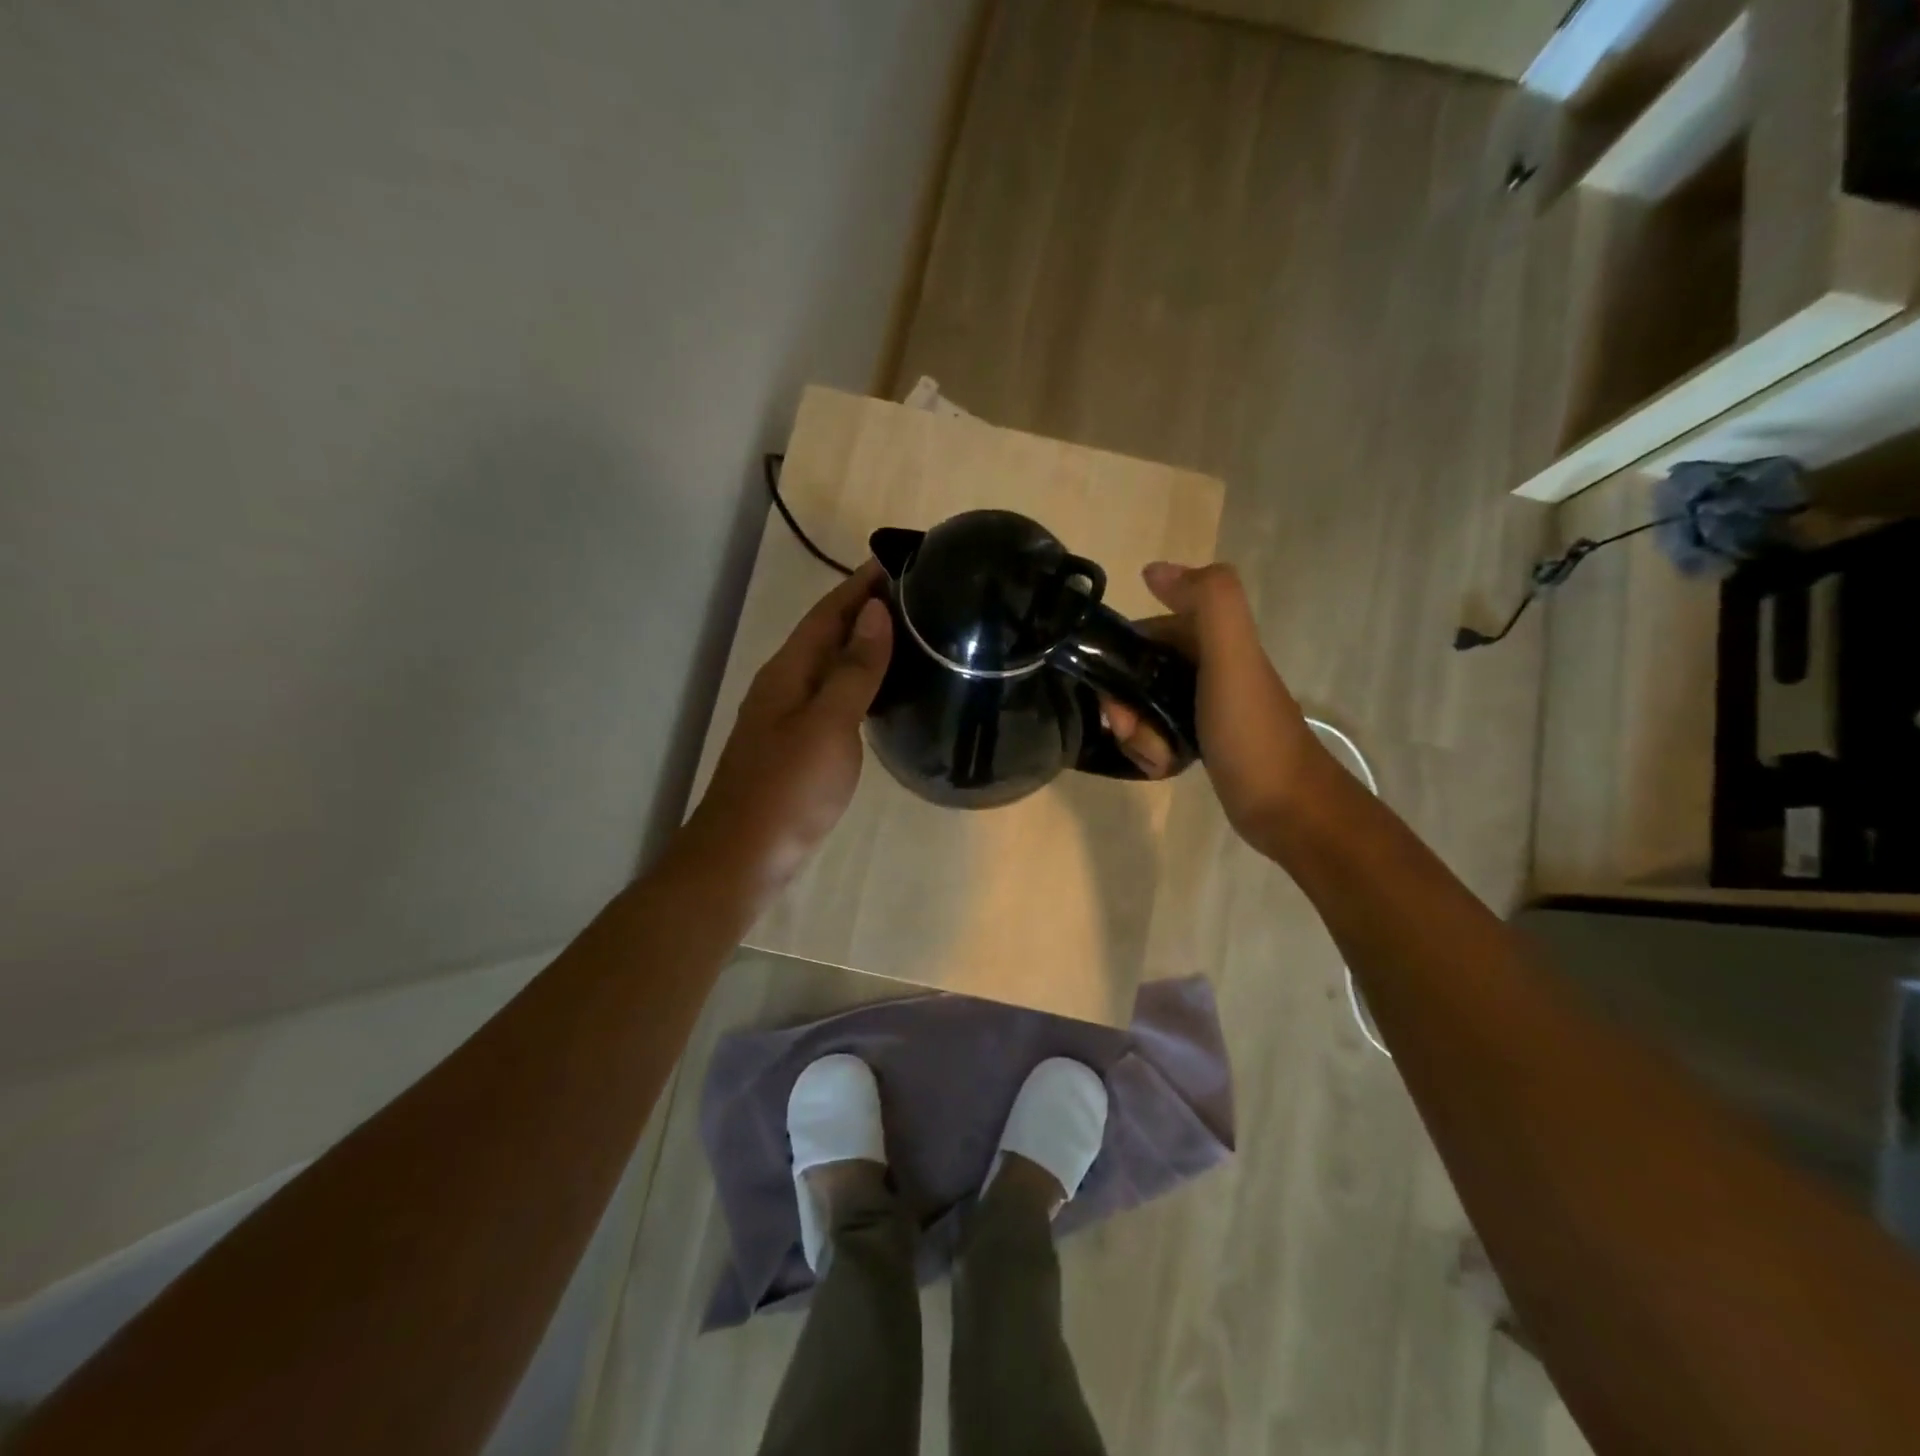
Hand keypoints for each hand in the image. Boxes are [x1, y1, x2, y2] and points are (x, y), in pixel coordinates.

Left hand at [687, 561, 892, 891]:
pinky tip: (881, 694)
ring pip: (829, 668)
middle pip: (826, 636)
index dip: (860, 585)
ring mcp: (788, 719)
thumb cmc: (788, 788)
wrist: (744, 857)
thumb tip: (875, 612)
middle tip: (916, 598)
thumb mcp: (828, 724)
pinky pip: (833, 699)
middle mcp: (785, 687)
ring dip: (862, 646)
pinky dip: (859, 685)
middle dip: (864, 611)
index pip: (828, 613)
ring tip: (908, 636)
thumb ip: (853, 669)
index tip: (898, 562)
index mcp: (789, 672)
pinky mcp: (797, 748)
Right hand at [1099, 561, 1320, 847]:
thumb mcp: (1233, 660)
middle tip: (1131, 732)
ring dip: (1136, 732)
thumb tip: (1154, 569)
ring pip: (1144, 708)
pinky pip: (1157, 735)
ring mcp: (1205, 707)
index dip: (1119, 659)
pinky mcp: (1202, 742)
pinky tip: (1163, 768)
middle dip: (1125, 704)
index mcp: (1215, 641)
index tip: (1113, 695)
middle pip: (1139, 675)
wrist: (1289, 809)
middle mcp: (1208, 668)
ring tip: (1154, 756)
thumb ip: (1209, 603)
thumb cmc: (1253, 734)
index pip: (1145, 634)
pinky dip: (1150, 751)